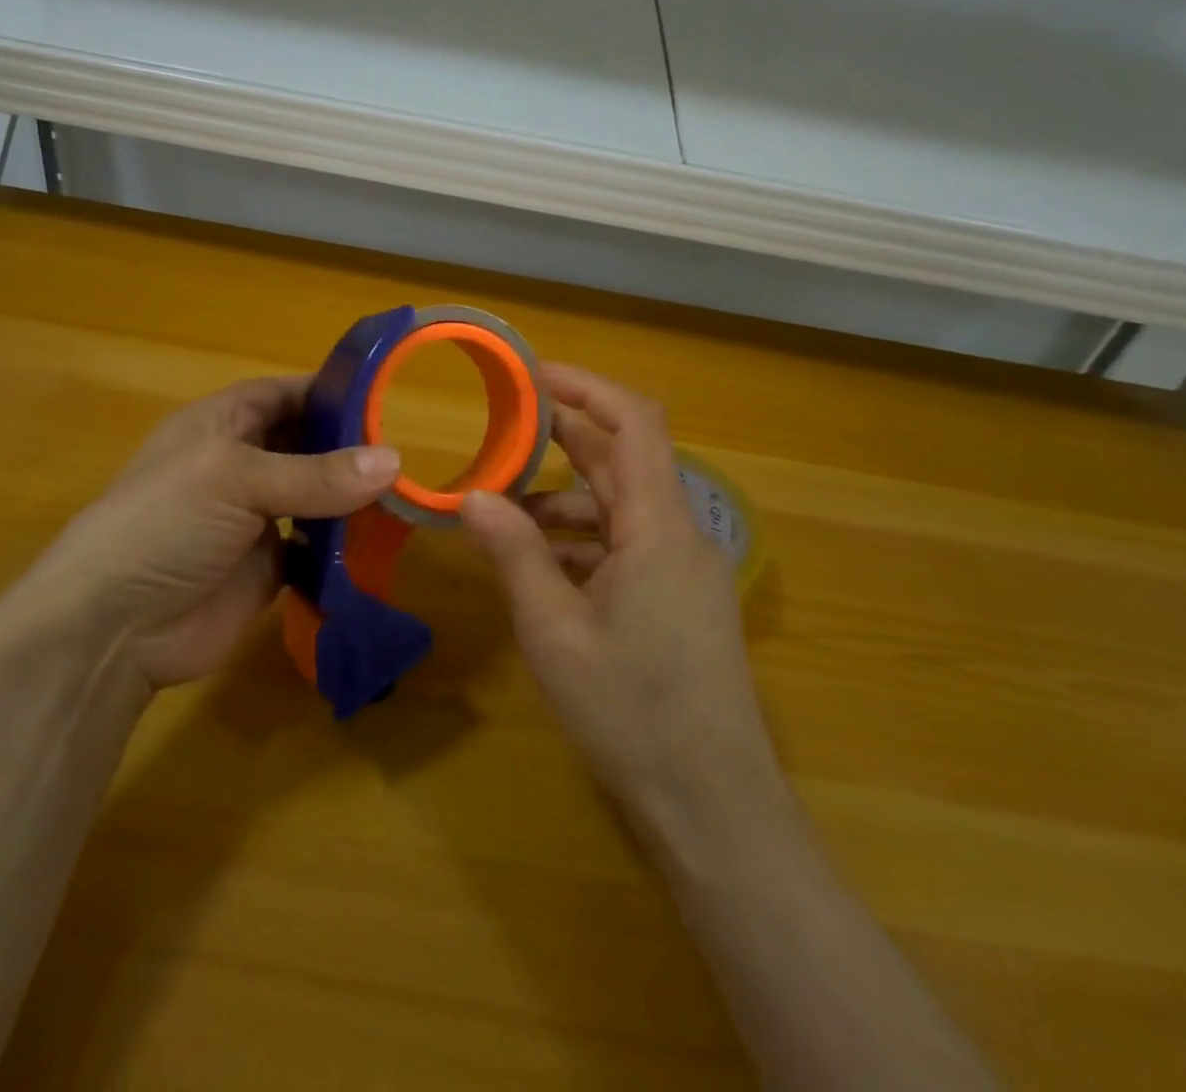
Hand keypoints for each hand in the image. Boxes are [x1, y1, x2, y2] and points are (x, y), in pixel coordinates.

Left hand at [16, 376, 399, 688]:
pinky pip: (316, 546)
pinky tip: (380, 539)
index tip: (386, 397)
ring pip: (316, 495)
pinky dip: (344, 543)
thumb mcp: (235, 481)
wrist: (112, 629)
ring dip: (352, 495)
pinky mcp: (269, 566)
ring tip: (405, 492)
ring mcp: (255, 518)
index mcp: (223, 425)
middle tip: (406, 452)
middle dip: (350, 446)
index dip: (330, 392)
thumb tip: (394, 462)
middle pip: (306, 443)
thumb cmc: (164, 525)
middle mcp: (242, 465)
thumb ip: (315, 474)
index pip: (285, 394)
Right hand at [460, 364, 774, 820]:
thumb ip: (514, 554)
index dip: (587, 387)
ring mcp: (683, 569)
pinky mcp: (679, 600)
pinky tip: (537, 568)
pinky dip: (581, 543)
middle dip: (562, 441)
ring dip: (564, 502)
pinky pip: (627, 547)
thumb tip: (473, 496)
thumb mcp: (554, 631)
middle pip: (623, 461)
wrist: (712, 807)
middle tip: (499, 434)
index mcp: (659, 526)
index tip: (531, 377)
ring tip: (501, 516)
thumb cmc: (632, 712)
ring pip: (620, 508)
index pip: (635, 422)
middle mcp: (679, 534)